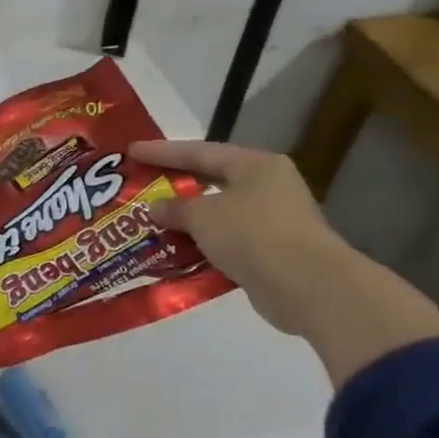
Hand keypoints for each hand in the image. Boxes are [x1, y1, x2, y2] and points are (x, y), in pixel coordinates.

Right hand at [128, 138, 350, 334]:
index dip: (162, 152)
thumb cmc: (252, 234)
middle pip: (211, 179)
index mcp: (255, 165)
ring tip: (151, 220)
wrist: (307, 286)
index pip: (199, 152)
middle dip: (175, 184)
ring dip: (187, 219)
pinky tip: (175, 250)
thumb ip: (175, 208)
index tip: (132, 151)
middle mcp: (268, 186)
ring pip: (218, 212)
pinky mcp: (272, 251)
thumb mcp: (203, 216)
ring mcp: (273, 219)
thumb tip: (155, 207)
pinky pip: (226, 240)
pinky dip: (201, 244)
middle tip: (141, 184)